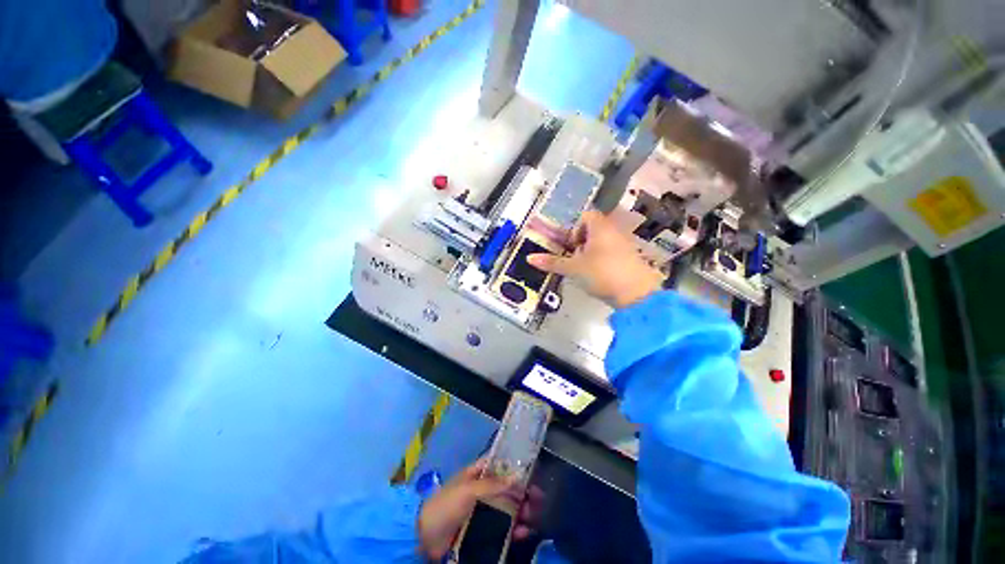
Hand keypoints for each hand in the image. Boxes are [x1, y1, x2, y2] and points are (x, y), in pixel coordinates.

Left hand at [417, 460, 539, 559]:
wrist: (425, 537)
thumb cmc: (447, 505)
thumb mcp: (468, 490)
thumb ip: (493, 485)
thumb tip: (518, 477)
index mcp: (477, 474)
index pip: (499, 465)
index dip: (515, 467)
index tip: (532, 472)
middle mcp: (483, 490)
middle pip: (508, 488)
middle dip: (524, 493)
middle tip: (538, 500)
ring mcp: (484, 511)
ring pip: (509, 508)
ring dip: (523, 512)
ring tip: (532, 518)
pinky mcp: (483, 531)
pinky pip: (503, 528)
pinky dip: (515, 529)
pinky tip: (522, 532)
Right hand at [528, 211, 663, 307]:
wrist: (637, 294)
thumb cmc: (601, 274)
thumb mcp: (573, 269)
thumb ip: (552, 262)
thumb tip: (529, 258)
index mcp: (600, 227)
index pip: (585, 216)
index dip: (574, 229)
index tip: (569, 245)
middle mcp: (614, 231)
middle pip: (594, 229)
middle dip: (580, 242)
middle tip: (574, 258)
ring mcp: (625, 244)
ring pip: (603, 241)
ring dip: (591, 252)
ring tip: (585, 268)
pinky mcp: (631, 258)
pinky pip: (612, 251)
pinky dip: (602, 259)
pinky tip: (599, 275)